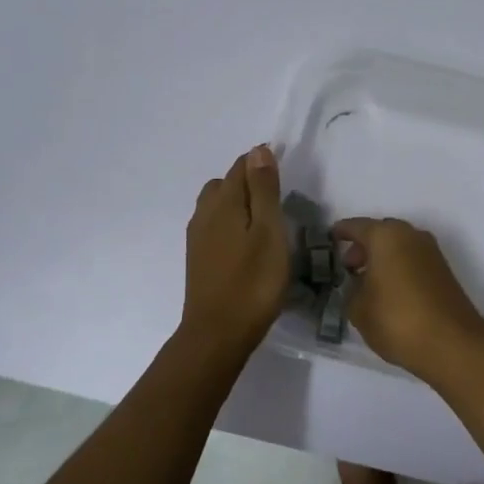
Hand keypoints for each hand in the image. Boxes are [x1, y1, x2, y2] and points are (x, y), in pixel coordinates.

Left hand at [179, 144, 289, 359]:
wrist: (218, 333)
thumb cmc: (253, 281)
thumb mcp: (269, 231)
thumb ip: (264, 190)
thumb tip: (258, 150)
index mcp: (224, 202)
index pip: (241, 166)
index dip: (262, 163)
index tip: (285, 175)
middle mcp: (204, 213)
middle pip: (225, 183)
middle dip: (248, 182)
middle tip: (277, 200)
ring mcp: (197, 237)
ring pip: (217, 205)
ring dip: (238, 204)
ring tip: (264, 222)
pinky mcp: (198, 258)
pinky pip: (214, 226)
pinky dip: (231, 223)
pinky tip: (247, 243)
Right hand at [331, 217, 483, 376]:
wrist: (451, 343)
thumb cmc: (397, 319)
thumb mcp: (358, 309)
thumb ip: (351, 290)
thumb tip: (358, 284)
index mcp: (385, 235)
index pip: (355, 227)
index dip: (340, 233)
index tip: (329, 240)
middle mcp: (410, 235)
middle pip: (380, 233)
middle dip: (363, 247)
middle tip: (348, 268)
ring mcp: (430, 251)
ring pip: (398, 246)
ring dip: (382, 258)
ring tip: (366, 284)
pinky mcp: (443, 270)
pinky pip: (412, 260)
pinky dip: (398, 268)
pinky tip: (388, 292)